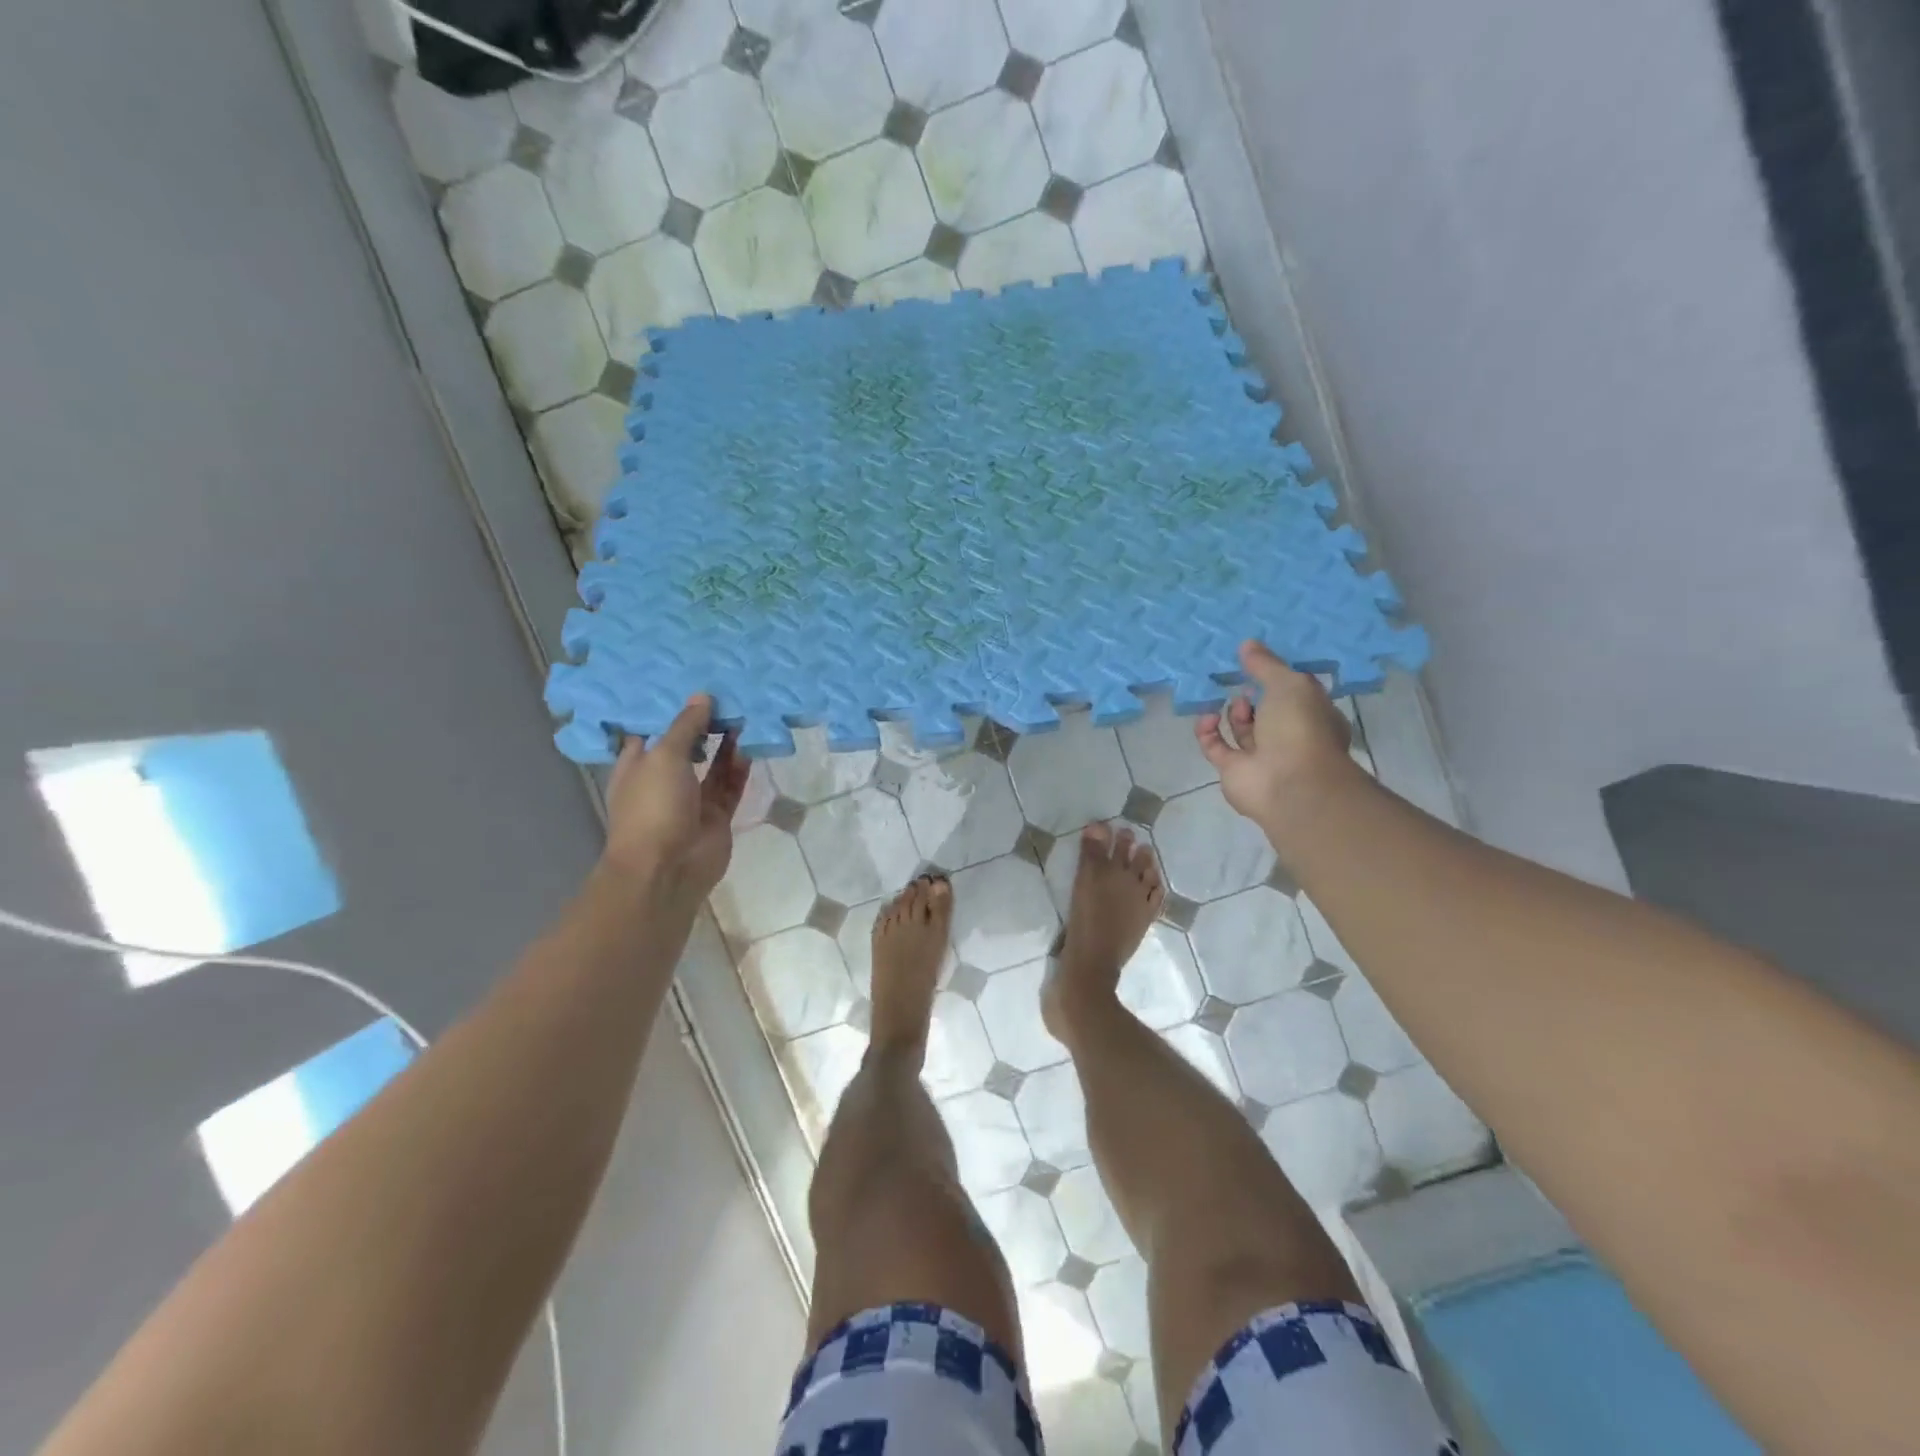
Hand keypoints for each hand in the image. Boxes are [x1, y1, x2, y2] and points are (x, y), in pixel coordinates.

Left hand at [601, 694, 748, 903]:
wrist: (668, 868)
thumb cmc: (652, 806)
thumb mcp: (664, 756)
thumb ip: (686, 726)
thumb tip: (702, 696)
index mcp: (637, 765)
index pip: (651, 730)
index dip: (668, 708)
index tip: (689, 682)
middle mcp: (663, 780)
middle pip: (686, 745)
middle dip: (703, 723)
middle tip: (726, 692)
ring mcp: (691, 799)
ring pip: (712, 764)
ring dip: (726, 742)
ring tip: (744, 712)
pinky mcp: (717, 814)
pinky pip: (731, 784)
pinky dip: (740, 766)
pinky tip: (751, 742)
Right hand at [1195, 640, 1357, 830]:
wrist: (1289, 783)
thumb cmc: (1300, 727)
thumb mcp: (1289, 684)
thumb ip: (1265, 665)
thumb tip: (1247, 644)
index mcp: (1314, 717)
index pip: (1296, 695)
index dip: (1279, 680)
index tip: (1259, 665)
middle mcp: (1289, 738)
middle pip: (1267, 713)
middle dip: (1254, 697)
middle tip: (1243, 683)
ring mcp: (1261, 757)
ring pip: (1242, 731)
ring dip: (1234, 713)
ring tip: (1234, 702)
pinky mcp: (1233, 771)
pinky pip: (1216, 747)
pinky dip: (1208, 732)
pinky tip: (1207, 717)